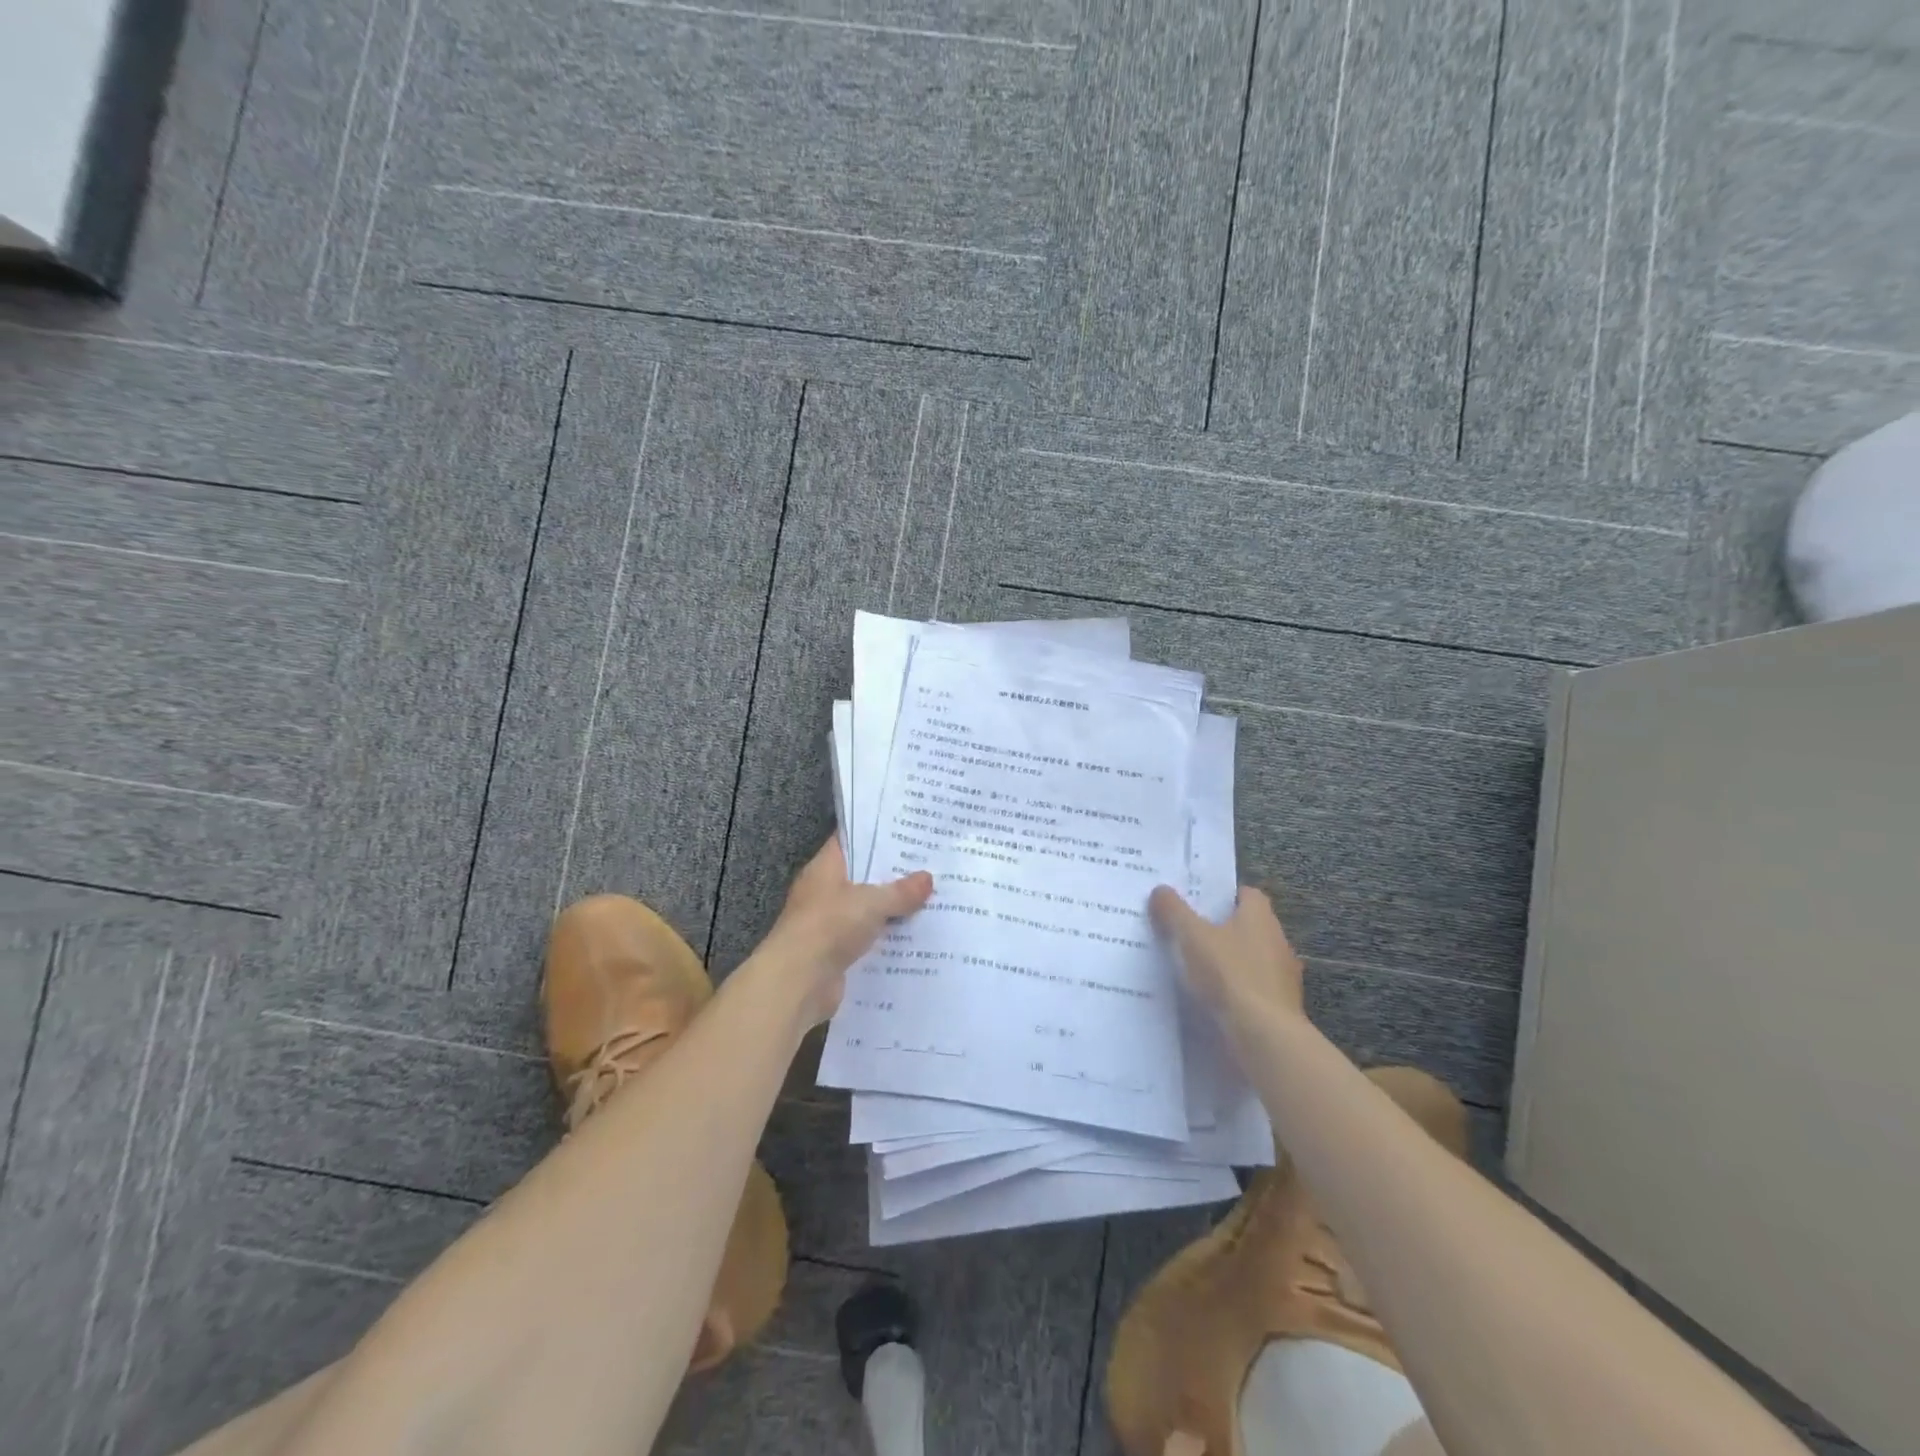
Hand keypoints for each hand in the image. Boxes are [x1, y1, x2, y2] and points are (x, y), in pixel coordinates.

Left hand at [755, 840, 933, 1026]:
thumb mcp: (871, 902)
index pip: (849, 841)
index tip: (905, 830)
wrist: (798, 982)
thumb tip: (928, 878)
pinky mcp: (836, 953)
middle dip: (891, 874)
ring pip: (866, 909)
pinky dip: (887, 938)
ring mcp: (829, 923)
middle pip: (861, 876)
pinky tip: (916, 935)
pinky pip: (867, 938)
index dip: (875, 834)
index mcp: (825, 868)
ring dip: (892, 909)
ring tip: (930, 898)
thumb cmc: (829, 926)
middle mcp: (824, 892)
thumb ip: (900, 891)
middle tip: (929, 864)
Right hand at [1148, 884, 1305, 1024]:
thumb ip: (1173, 911)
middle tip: (1187, 933)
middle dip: (1221, 930)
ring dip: (1229, 963)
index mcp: (1260, 917)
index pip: (1246, 894)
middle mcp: (1277, 941)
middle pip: (1247, 927)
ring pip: (1250, 960)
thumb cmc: (1229, 974)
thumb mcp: (1191, 936)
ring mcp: (1283, 977)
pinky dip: (1235, 992)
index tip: (1197, 903)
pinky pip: (1252, 990)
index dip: (1222, 896)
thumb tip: (1160, 890)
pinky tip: (1211, 1000)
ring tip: (1193, 970)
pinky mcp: (1280, 1007)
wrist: (1264, 1036)